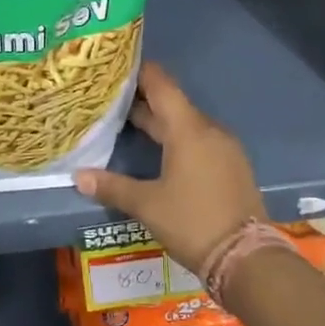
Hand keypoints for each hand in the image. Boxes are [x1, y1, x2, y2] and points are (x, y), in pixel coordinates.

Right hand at [73, 61, 265, 271]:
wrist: (246, 258)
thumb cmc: (192, 221)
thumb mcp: (147, 205)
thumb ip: (112, 186)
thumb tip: (78, 176)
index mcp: (188, 130)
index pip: (162, 85)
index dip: (139, 73)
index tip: (116, 67)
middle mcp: (209, 131)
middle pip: (172, 105)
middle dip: (142, 102)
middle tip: (110, 100)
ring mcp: (224, 149)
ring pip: (186, 125)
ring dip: (160, 123)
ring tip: (128, 125)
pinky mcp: (231, 167)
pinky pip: (200, 142)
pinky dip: (178, 140)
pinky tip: (159, 154)